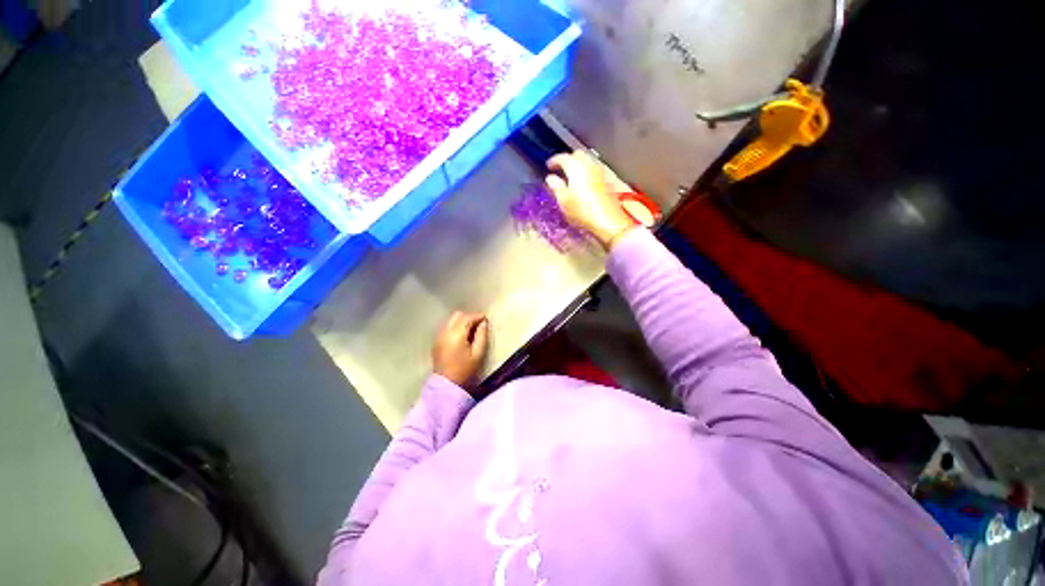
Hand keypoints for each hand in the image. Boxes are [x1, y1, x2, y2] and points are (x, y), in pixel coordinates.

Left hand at [432, 311, 488, 388]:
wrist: (446, 386)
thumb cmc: (465, 371)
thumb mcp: (478, 354)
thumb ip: (482, 336)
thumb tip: (483, 323)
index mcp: (456, 335)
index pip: (467, 318)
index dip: (478, 316)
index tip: (486, 319)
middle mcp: (445, 332)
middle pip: (457, 315)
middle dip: (469, 316)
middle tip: (479, 323)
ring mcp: (439, 336)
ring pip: (451, 320)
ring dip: (462, 321)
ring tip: (472, 329)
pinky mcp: (437, 341)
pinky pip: (447, 327)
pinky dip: (455, 326)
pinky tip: (462, 335)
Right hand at [545, 150, 635, 250]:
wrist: (608, 220)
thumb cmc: (582, 211)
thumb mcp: (564, 201)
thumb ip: (556, 186)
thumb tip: (550, 178)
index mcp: (575, 167)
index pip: (563, 157)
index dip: (554, 160)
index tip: (548, 166)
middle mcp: (588, 165)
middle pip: (577, 155)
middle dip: (567, 160)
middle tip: (560, 169)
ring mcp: (599, 172)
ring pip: (586, 161)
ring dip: (577, 165)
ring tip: (570, 177)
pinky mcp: (605, 181)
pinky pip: (592, 170)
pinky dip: (585, 172)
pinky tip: (581, 183)